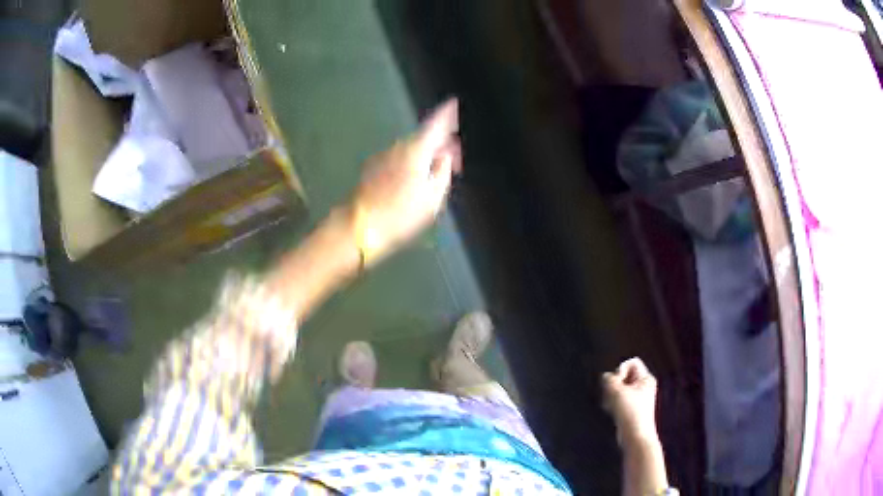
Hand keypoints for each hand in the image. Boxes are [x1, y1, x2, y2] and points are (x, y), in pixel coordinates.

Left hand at [347, 98, 461, 265]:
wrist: (359, 226)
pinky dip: (411, 162)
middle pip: (423, 137)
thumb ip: (443, 171)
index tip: (453, 103)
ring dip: (425, 155)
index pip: (435, 124)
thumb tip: (444, 155)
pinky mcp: (374, 168)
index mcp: (416, 150)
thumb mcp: (433, 197)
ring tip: (435, 174)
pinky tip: (415, 180)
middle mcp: (399, 147)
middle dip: (439, 143)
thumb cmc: (401, 213)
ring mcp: (384, 156)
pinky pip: (400, 158)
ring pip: (411, 149)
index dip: (446, 114)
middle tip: (452, 160)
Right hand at [602, 358, 659, 448]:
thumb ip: (609, 379)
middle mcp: (644, 386)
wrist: (635, 436)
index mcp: (646, 378)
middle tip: (611, 395)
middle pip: (625, 376)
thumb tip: (605, 377)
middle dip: (614, 384)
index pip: (632, 363)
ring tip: (610, 405)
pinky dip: (613, 403)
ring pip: (620, 389)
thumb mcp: (617, 392)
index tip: (617, 383)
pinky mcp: (631, 409)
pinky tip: (611, 411)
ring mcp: (638, 398)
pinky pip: (620, 399)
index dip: (621, 370)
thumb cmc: (630, 412)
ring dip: (612, 395)